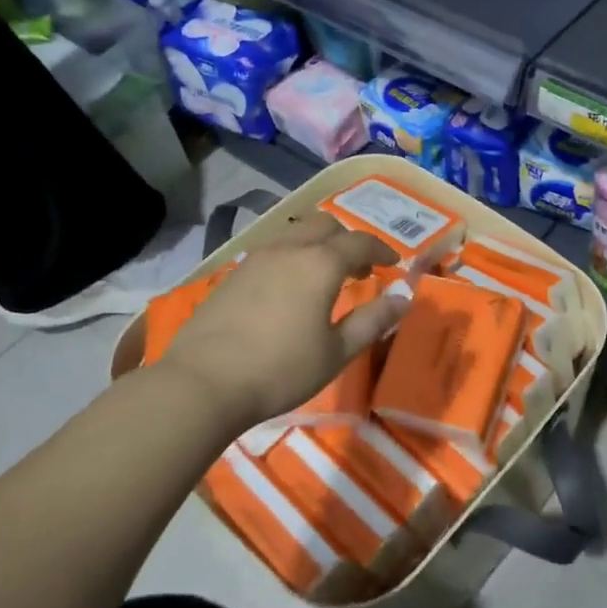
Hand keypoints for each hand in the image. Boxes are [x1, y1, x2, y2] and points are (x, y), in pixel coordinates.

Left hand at [157, 214, 405, 429]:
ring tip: (325, 276)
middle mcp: (290, 249)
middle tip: (360, 269)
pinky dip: (293, 255)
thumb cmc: (280, 369)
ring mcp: (256, 257)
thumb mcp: (336, 352)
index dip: (382, 250)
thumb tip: (403, 298)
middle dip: (348, 240)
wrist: (203, 383)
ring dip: (318, 244)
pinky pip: (273, 249)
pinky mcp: (233, 273)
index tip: (395, 263)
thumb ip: (372, 321)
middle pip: (326, 225)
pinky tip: (289, 288)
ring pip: (296, 232)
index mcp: (320, 263)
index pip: (360, 243)